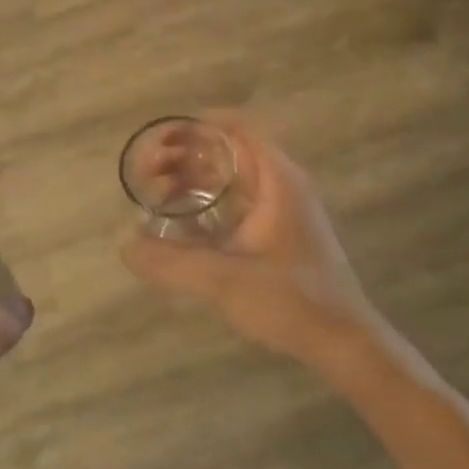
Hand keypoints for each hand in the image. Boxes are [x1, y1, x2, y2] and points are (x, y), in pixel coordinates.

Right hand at [121, 114, 389, 371]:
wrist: (343, 342)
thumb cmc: (292, 301)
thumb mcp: (225, 280)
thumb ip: (172, 263)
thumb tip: (125, 246)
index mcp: (277, 180)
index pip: (236, 129)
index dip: (196, 127)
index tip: (160, 140)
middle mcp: (281, 185)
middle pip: (228, 150)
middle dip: (185, 156)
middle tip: (148, 174)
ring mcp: (282, 209)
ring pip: (231, 177)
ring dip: (194, 180)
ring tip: (157, 195)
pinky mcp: (278, 232)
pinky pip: (236, 201)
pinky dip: (207, 202)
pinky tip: (181, 223)